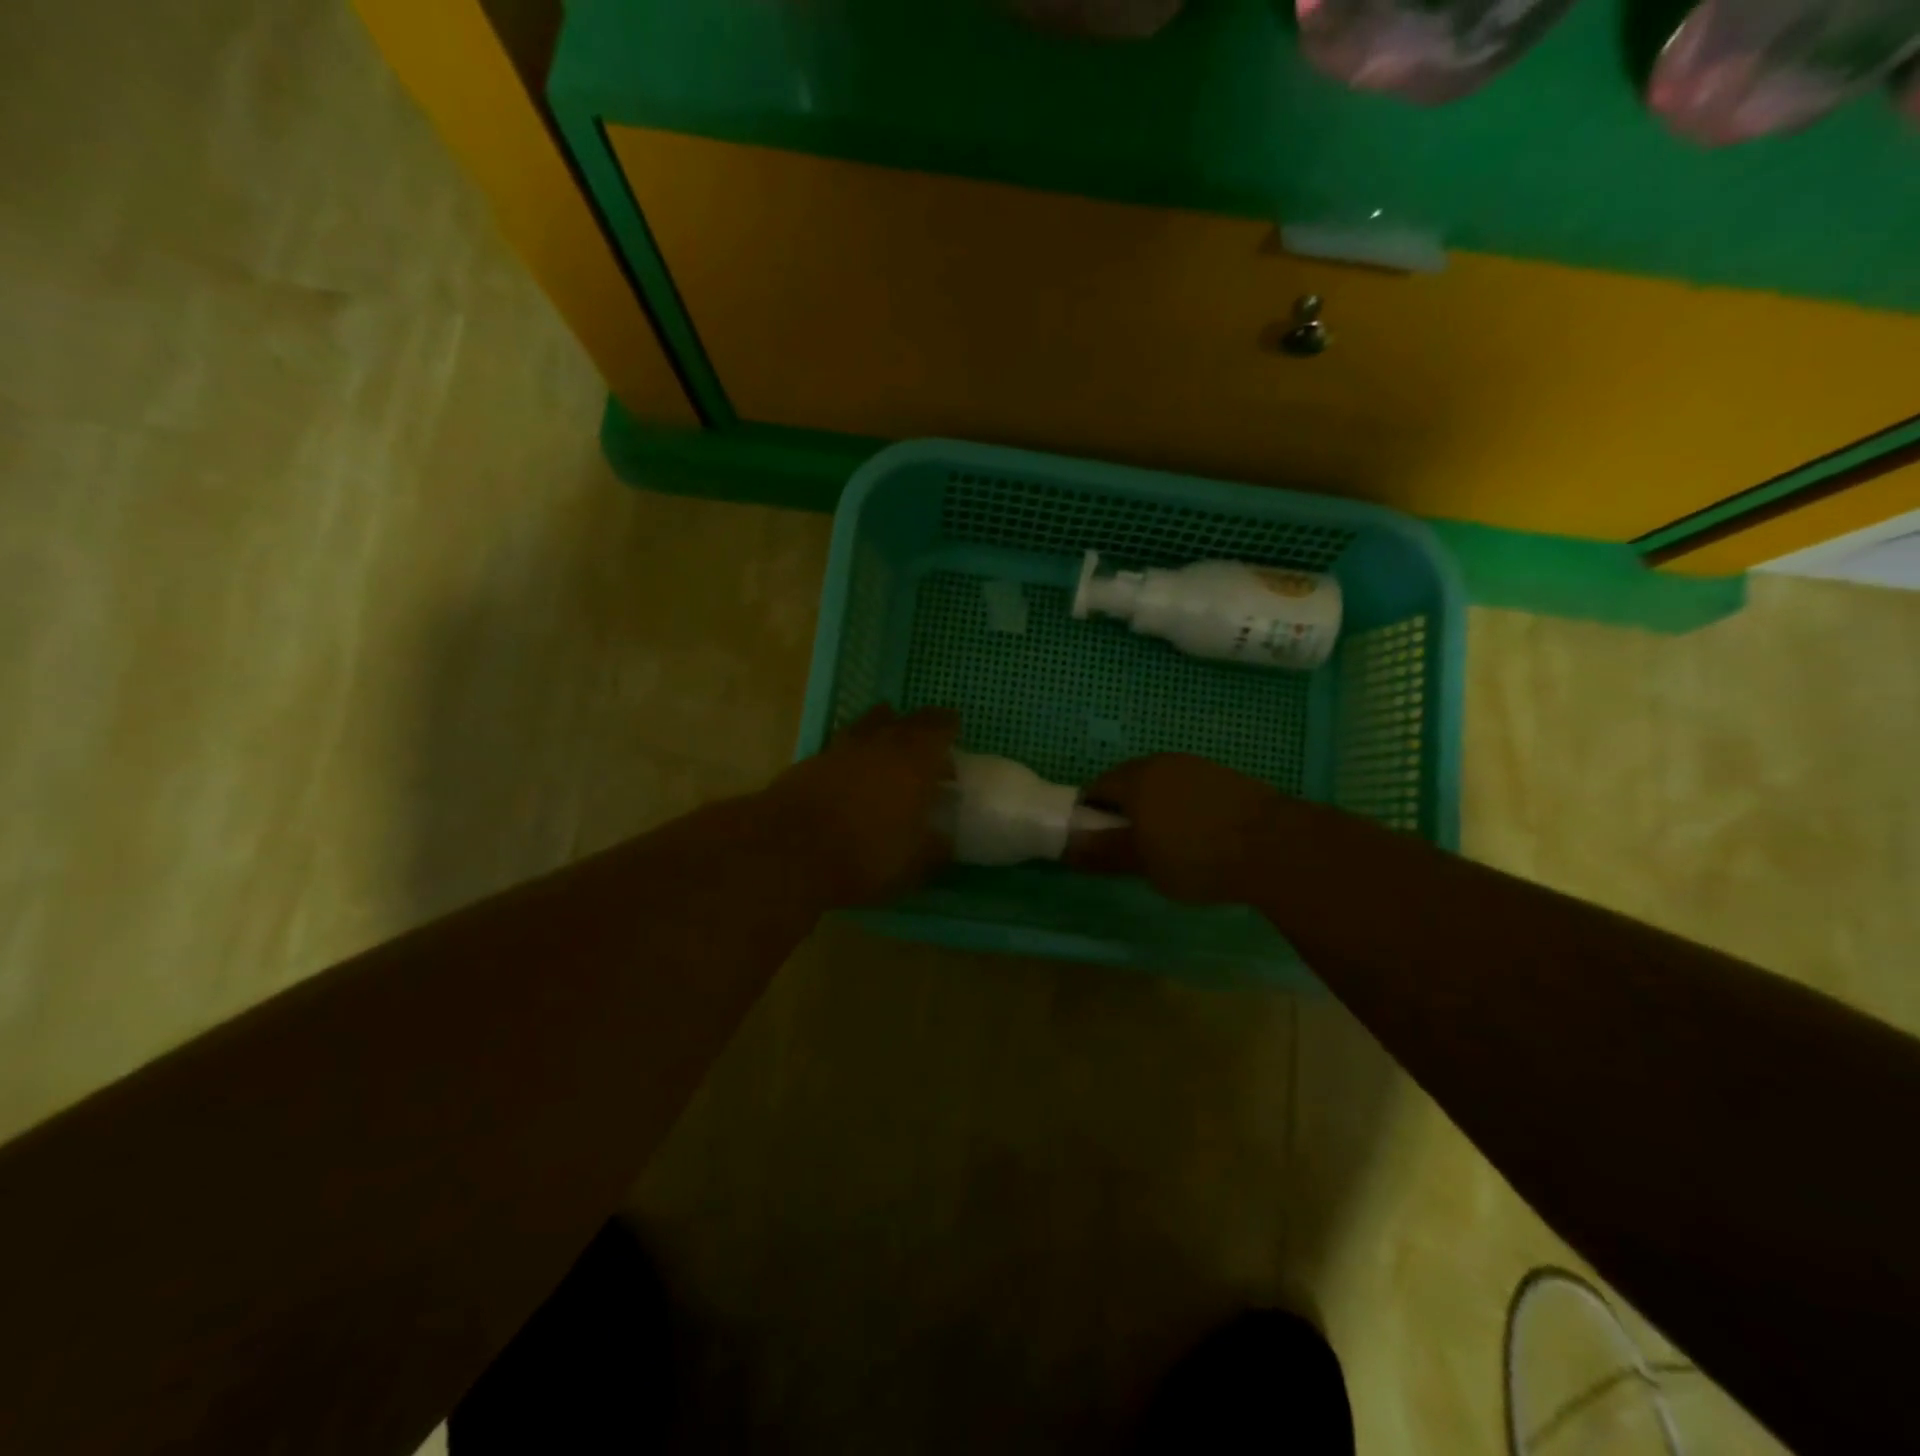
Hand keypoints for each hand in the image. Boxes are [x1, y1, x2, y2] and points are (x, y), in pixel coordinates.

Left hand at [765, 704, 960, 906]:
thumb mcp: (912, 864)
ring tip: (888, 748)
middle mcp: (879, 744)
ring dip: (882, 731)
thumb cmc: (864, 855)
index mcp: (914, 761)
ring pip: (868, 726)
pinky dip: (852, 754)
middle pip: (903, 721)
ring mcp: (841, 749)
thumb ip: (934, 849)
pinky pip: (840, 747)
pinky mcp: (810, 763)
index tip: (954, 729)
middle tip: (927, 740)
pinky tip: (853, 773)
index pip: (938, 729)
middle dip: (918, 726)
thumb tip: (945, 840)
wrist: (788, 850)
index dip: (948, 727)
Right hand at [1066, 754, 1286, 904]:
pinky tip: (1199, 835)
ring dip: (1155, 808)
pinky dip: (1183, 807)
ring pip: (1161, 784)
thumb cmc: (1196, 856)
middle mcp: (1162, 763)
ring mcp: (1196, 766)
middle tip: (1130, 846)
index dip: (1090, 816)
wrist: (1275, 846)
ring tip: (1167, 843)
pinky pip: (1189, 789)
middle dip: (1123, 810)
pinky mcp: (1225, 776)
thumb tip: (1068, 846)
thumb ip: (1103, 852)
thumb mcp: (1143, 863)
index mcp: (1134, 779)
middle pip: (1128, 782)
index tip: (1098, 844)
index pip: (1095, 789)